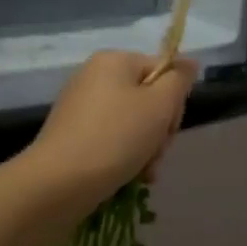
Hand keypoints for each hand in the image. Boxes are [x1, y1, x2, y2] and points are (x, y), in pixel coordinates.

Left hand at [27, 51, 198, 202]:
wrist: (58, 184)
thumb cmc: (115, 138)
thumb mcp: (159, 105)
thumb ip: (179, 80)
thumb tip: (188, 63)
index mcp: (113, 61)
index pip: (162, 71)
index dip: (173, 101)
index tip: (168, 128)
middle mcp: (93, 77)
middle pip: (147, 98)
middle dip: (158, 130)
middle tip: (156, 153)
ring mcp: (80, 108)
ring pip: (131, 124)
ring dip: (145, 149)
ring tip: (143, 173)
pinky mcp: (72, 136)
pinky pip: (110, 140)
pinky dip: (124, 157)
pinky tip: (129, 178)